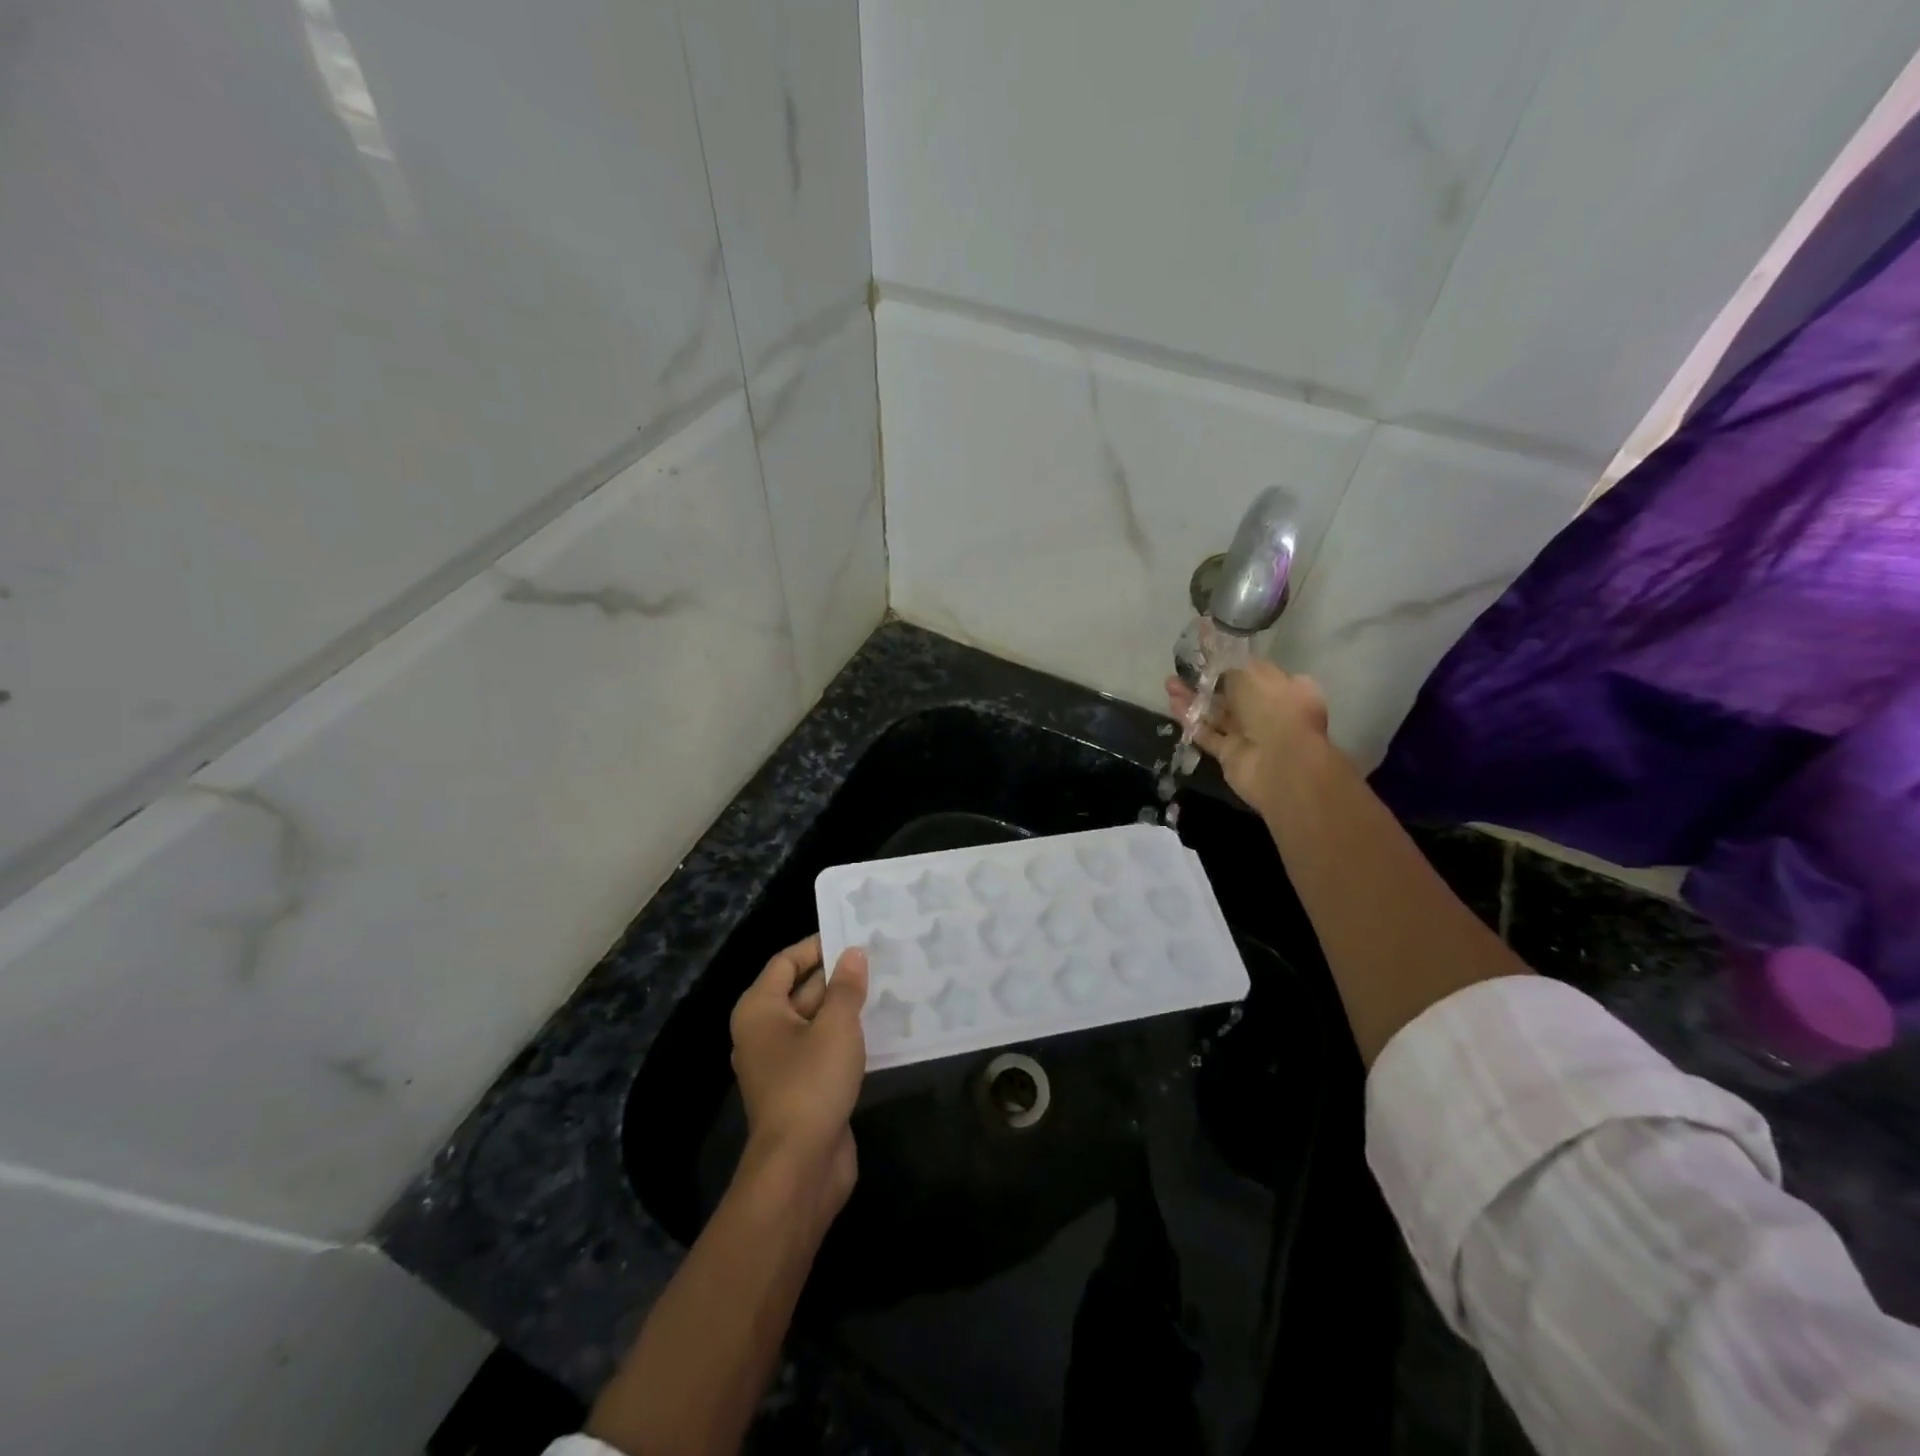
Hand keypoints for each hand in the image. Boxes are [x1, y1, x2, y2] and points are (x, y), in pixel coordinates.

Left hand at [729, 936, 868, 1213]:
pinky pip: (823, 1047)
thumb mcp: (835, 1026)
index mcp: (759, 1010)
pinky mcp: (801, 1087)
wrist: (800, 1167)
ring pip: (815, 1020)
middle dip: (836, 975)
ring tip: (885, 985)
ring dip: (845, 1006)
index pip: (786, 962)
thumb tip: (853, 954)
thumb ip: (846, 987)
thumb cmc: (811, 1083)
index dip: (818, 946)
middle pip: (800, 989)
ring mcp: (782, 1062)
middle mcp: (763, 1032)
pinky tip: (879, 1026)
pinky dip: (845, 1035)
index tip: (853, 935)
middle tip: (878, 957)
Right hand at [1165, 660, 1331, 817]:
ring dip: (1193, 699)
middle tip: (1182, 668)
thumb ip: (1230, 662)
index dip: (1231, 662)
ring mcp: (1249, 734)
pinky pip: (1208, 734)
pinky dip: (1191, 720)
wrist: (1280, 764)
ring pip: (1217, 713)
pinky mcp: (1231, 754)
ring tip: (1169, 683)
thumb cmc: (1273, 709)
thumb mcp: (1252, 674)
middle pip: (1232, 693)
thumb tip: (1216, 648)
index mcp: (1285, 688)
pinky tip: (1173, 705)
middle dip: (1206, 681)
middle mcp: (1269, 711)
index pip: (1255, 671)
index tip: (1207, 653)